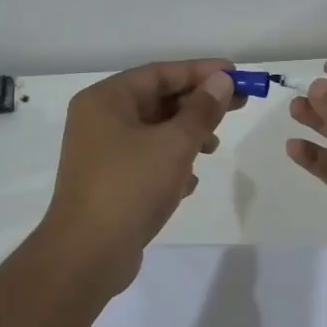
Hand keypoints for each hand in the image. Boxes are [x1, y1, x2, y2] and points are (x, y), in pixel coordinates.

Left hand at [39, 58, 243, 288]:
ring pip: (154, 132)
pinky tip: (188, 182)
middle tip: (239, 104)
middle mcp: (99, 120)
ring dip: (187, 135)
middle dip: (197, 104)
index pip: (159, 74)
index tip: (236, 74)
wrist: (88, 254)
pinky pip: (147, 160)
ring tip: (213, 147)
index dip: (200, 71)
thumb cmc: (130, 187)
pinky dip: (171, 164)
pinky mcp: (110, 182)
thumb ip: (201, 110)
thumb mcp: (174, 144)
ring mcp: (103, 153)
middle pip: (157, 100)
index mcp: (106, 100)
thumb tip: (221, 81)